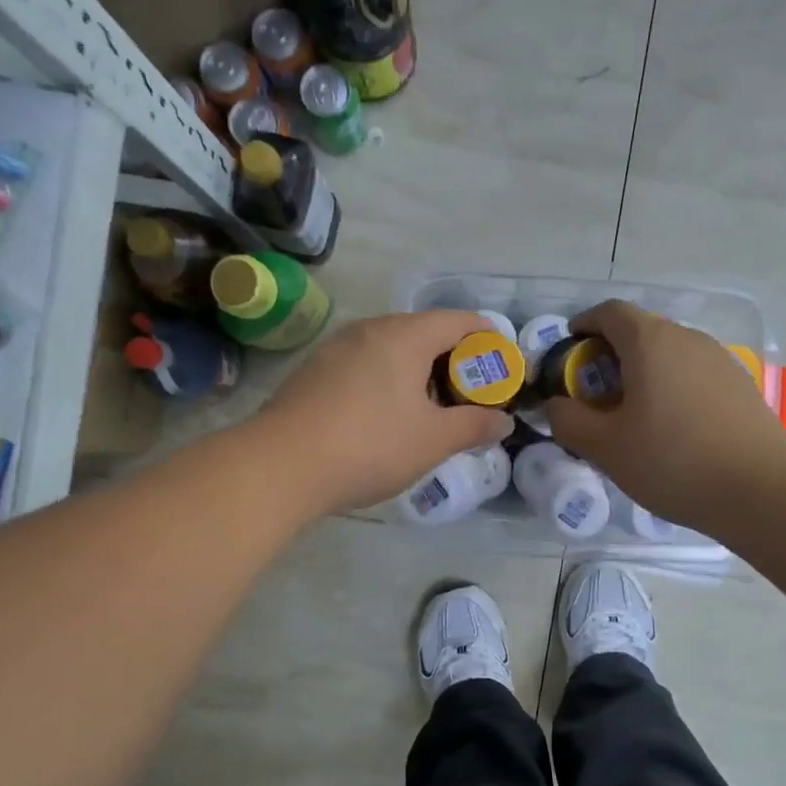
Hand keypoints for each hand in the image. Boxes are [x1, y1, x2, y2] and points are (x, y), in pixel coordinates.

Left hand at [256, 310, 514, 516]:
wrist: (281, 465)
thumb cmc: (370, 445)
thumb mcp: (433, 440)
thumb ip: (474, 426)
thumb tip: (503, 421)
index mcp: (406, 335)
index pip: (460, 321)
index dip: (489, 340)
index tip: (502, 369)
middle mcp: (371, 329)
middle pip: (425, 331)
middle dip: (454, 360)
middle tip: (469, 396)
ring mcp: (337, 347)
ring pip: (391, 348)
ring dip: (418, 371)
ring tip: (429, 409)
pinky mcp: (314, 370)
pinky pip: (364, 364)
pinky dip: (387, 380)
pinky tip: (384, 416)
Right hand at [548, 301, 785, 535]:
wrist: (759, 490)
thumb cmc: (671, 461)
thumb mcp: (604, 447)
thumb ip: (568, 420)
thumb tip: (556, 404)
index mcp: (650, 342)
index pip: (610, 312)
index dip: (585, 323)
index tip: (571, 347)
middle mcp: (687, 338)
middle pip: (641, 330)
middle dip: (611, 352)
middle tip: (595, 390)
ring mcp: (720, 360)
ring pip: (670, 353)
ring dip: (644, 370)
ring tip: (633, 410)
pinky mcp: (741, 385)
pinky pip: (694, 373)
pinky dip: (672, 385)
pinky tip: (672, 425)